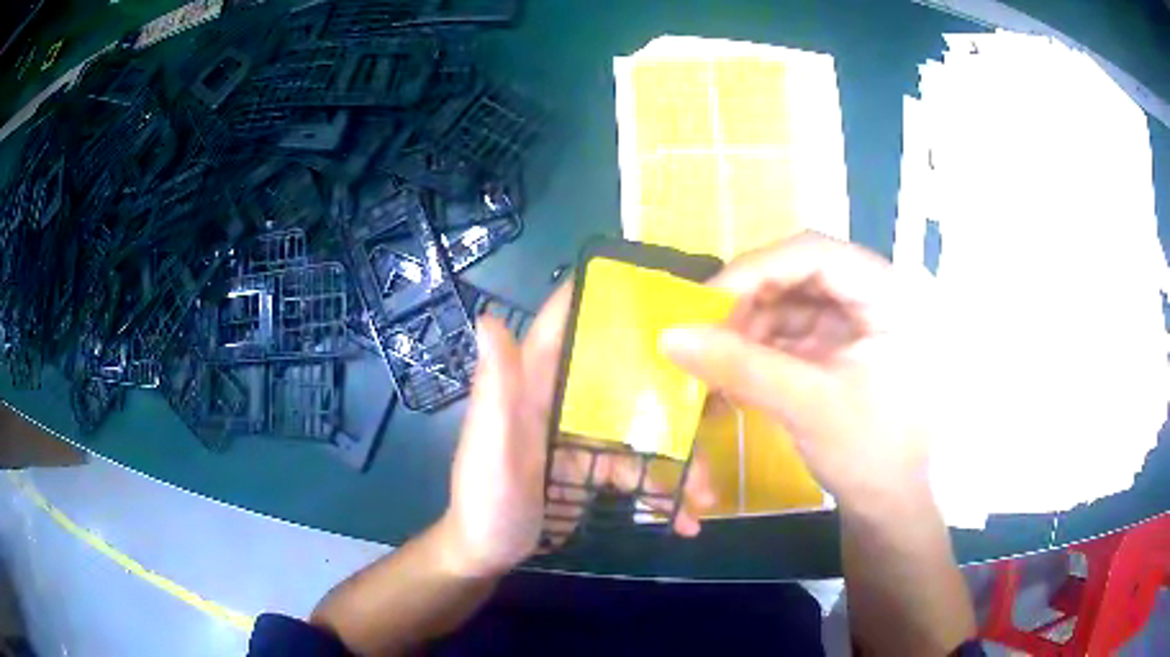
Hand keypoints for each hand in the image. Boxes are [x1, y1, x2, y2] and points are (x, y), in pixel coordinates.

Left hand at [440, 285, 714, 579]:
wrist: (488, 553)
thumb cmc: (485, 499)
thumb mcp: (490, 447)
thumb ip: (496, 388)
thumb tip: (488, 316)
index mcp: (532, 381)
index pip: (567, 321)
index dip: (606, 294)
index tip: (663, 285)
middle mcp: (561, 398)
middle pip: (624, 377)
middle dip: (671, 391)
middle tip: (718, 404)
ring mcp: (581, 434)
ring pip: (641, 431)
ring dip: (676, 462)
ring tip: (704, 495)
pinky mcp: (593, 467)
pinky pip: (637, 470)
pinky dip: (660, 493)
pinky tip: (683, 520)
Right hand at [661, 232, 938, 512]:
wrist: (888, 503)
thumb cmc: (868, 453)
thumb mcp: (806, 405)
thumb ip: (739, 366)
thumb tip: (669, 336)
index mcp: (888, 295)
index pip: (815, 253)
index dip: (757, 270)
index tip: (705, 304)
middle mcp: (873, 294)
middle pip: (798, 273)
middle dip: (748, 302)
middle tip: (703, 334)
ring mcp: (855, 320)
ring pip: (788, 301)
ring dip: (748, 328)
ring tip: (713, 360)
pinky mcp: (838, 345)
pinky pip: (789, 331)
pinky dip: (759, 348)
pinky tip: (733, 371)